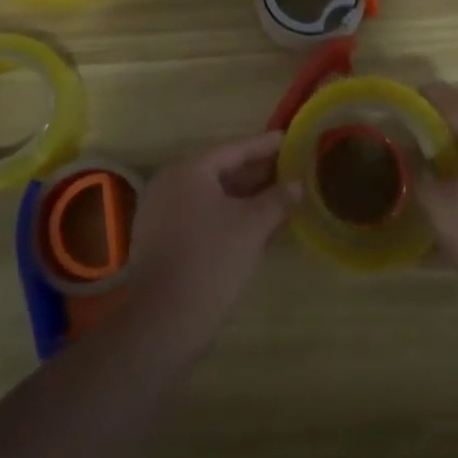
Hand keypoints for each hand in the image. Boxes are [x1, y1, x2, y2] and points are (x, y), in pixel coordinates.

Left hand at [123, 131, 299, 350]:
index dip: (264, 145)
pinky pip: (199, 214)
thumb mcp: (252, 226)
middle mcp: (169, 183)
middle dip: (255, 171)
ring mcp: (160, 212)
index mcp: (188, 170)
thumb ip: (277, 199)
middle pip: (220, 170)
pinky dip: (225, 214)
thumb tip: (297, 184)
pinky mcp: (160, 238)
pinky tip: (251, 223)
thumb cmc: (211, 259)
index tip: (288, 139)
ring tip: (276, 194)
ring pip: (210, 195)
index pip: (234, 150)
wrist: (164, 319)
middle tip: (287, 167)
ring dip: (242, 195)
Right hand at [417, 83, 457, 318]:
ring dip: (455, 158)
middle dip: (440, 128)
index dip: (430, 95)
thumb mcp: (438, 206)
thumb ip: (418, 175)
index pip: (455, 103)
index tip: (408, 96)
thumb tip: (406, 151)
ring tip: (428, 171)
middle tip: (412, 136)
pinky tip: (453, 205)